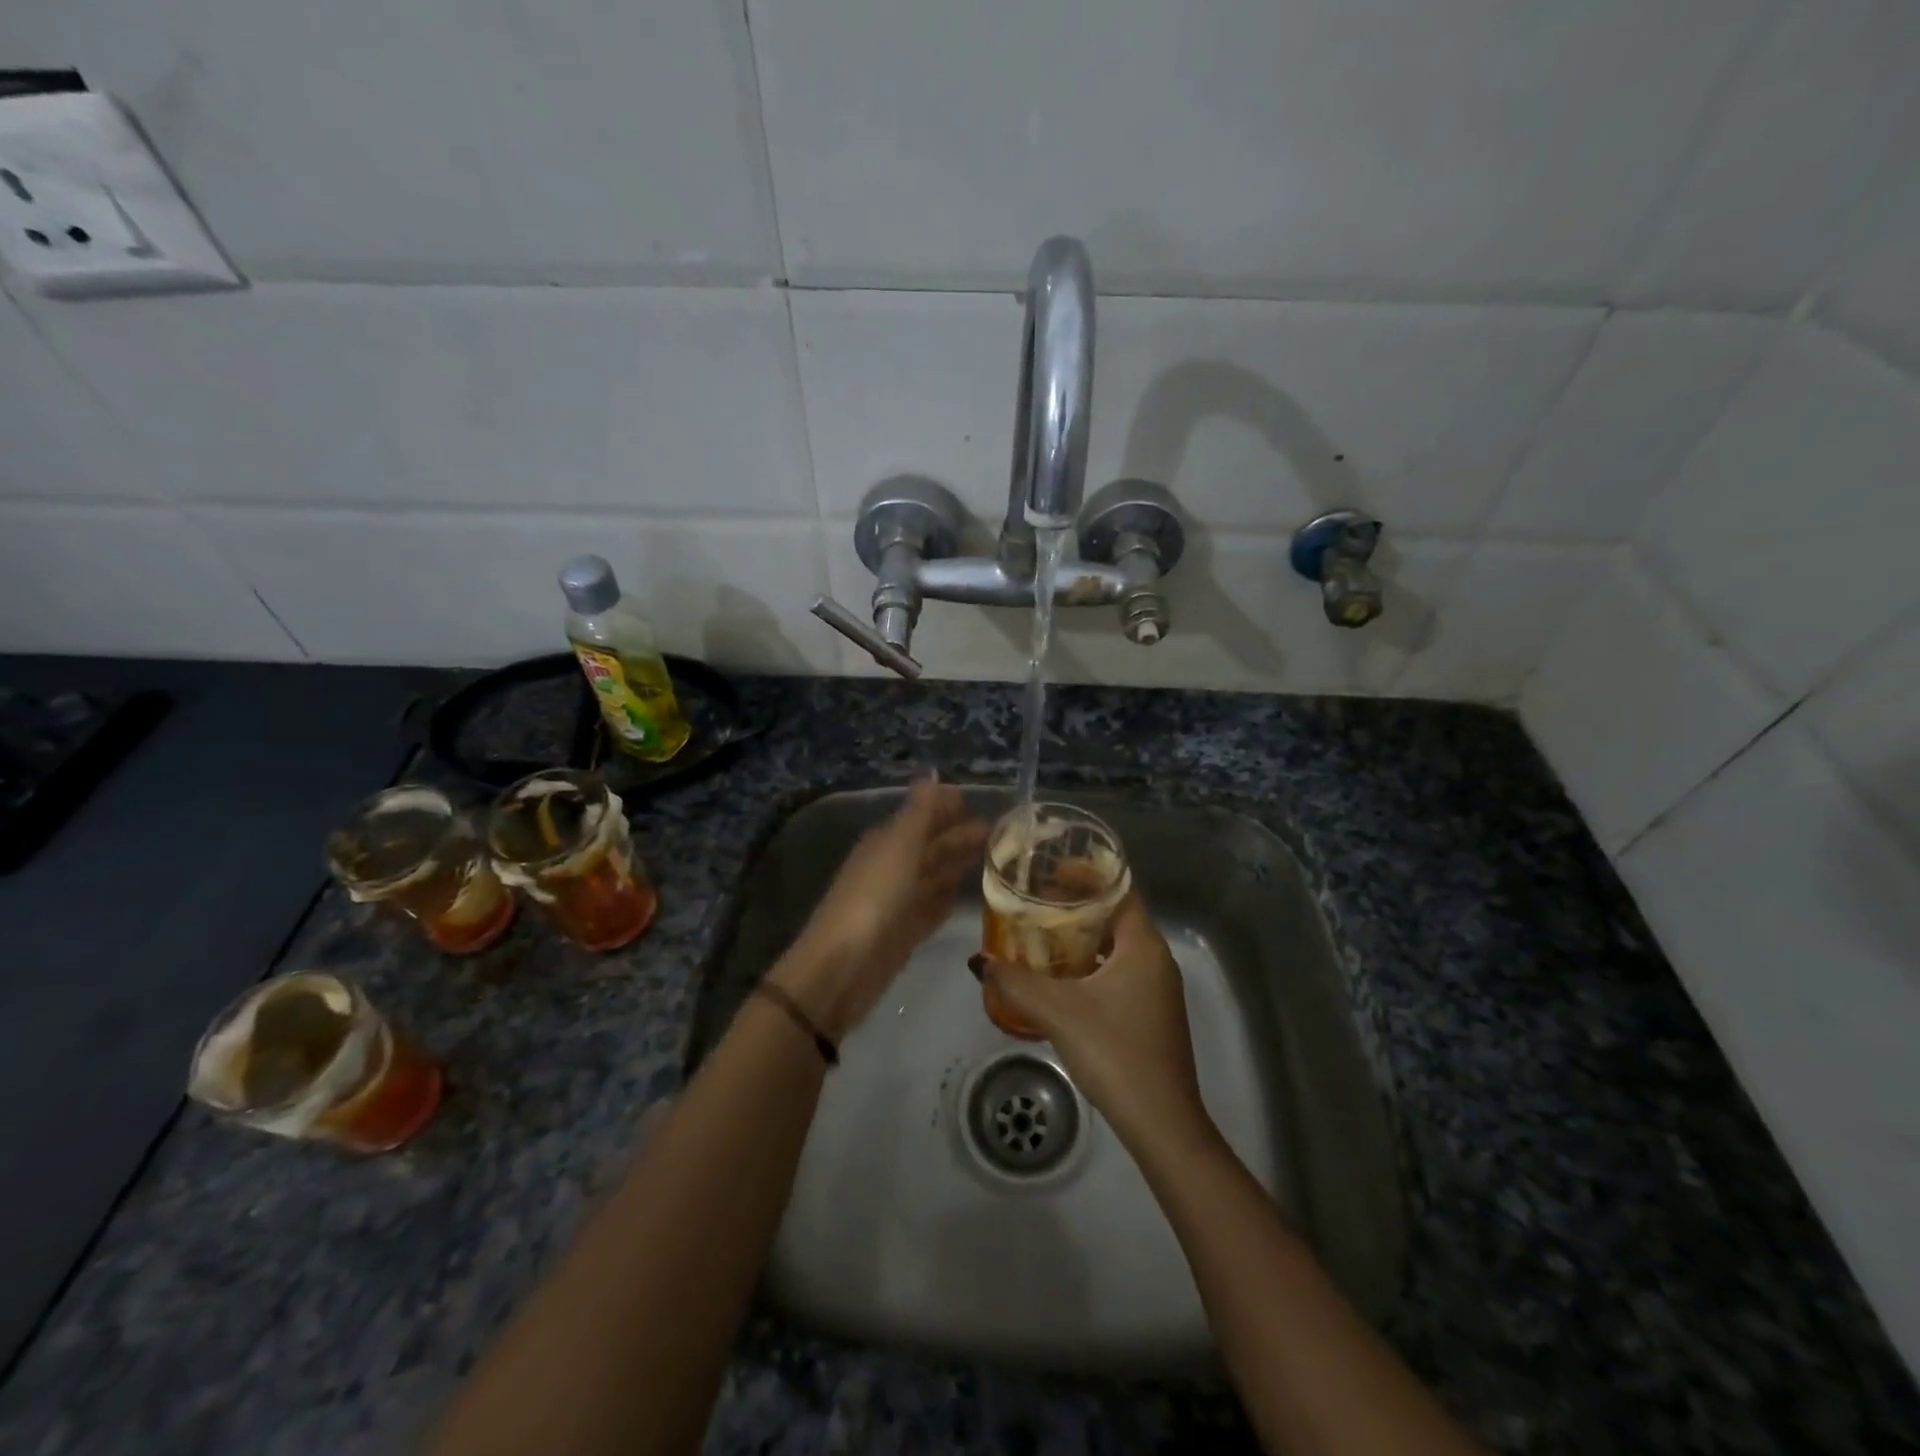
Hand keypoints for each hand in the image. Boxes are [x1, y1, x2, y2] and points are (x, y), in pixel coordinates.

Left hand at [775, 776, 987, 1040]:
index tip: (977, 801)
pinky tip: (964, 895)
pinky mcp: (905, 932)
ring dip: (958, 865)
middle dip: (960, 836)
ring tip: (994, 858)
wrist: (844, 967)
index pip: (922, 815)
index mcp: (887, 841)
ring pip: (934, 875)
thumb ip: (920, 812)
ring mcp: (898, 901)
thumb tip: (931, 771)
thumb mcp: (900, 847)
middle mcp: (892, 866)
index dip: (946, 806)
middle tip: (1000, 831)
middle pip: (931, 845)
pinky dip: (947, 898)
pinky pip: (931, 907)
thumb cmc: (874, 898)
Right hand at [981, 896, 1210, 1153]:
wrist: (1161, 1122)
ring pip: (1117, 947)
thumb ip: (1015, 982)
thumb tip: (980, 962)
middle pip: (1116, 916)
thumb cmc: (1114, 1051)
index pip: (1119, 890)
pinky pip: (1120, 972)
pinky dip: (1092, 965)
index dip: (1087, 875)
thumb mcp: (1057, 1011)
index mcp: (1143, 945)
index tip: (1052, 871)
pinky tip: (1062, 981)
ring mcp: (1157, 989)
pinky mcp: (1152, 1014)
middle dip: (1078, 907)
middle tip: (1038, 904)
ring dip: (1084, 938)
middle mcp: (1156, 960)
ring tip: (1043, 937)